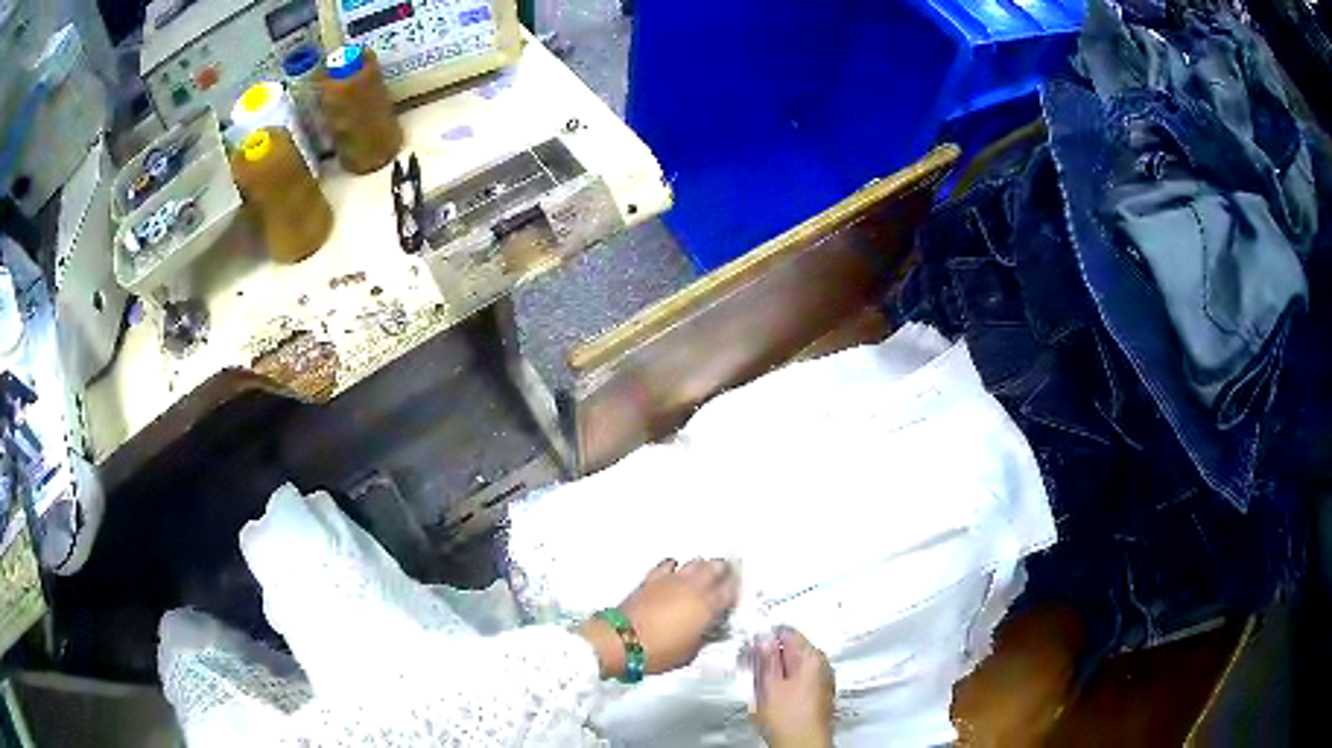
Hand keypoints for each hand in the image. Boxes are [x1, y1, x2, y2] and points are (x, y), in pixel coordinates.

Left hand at [578, 558, 739, 678]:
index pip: (730, 591)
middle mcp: (692, 588)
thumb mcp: (689, 653)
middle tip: (727, 575)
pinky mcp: (651, 579)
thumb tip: (708, 632)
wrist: (621, 641)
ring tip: (705, 573)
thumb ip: (703, 638)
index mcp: (706, 607)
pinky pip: (668, 564)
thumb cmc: (658, 652)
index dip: (736, 590)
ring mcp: (671, 580)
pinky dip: (675, 567)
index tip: (738, 593)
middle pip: (715, 567)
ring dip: (702, 566)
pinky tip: (675, 573)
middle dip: (723, 570)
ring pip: (694, 562)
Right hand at [752, 627, 834, 747]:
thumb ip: (765, 658)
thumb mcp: (768, 685)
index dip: (764, 638)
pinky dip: (782, 686)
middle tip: (751, 670)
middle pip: (791, 650)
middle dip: (769, 658)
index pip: (787, 632)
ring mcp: (822, 681)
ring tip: (759, 689)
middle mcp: (822, 666)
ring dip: (774, 674)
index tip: (750, 648)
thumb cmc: (789, 719)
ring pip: (792, 668)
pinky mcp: (817, 696)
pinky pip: (796, 682)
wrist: (802, 745)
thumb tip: (763, 637)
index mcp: (813, 657)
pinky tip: (771, 700)